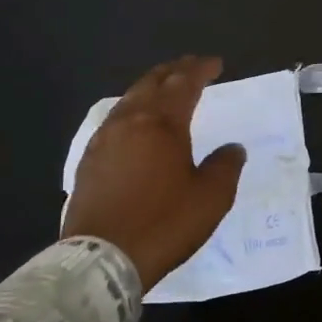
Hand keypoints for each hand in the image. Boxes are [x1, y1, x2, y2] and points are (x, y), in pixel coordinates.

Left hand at [61, 56, 245, 291]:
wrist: (102, 258)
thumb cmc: (164, 223)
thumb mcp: (211, 198)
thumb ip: (225, 166)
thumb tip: (232, 149)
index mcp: (162, 124)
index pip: (184, 83)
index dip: (202, 70)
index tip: (216, 64)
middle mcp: (130, 121)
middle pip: (152, 82)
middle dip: (174, 70)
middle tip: (191, 66)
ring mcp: (104, 140)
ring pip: (129, 99)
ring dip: (151, 87)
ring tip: (165, 88)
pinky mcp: (88, 160)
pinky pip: (114, 120)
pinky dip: (132, 110)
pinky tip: (135, 123)